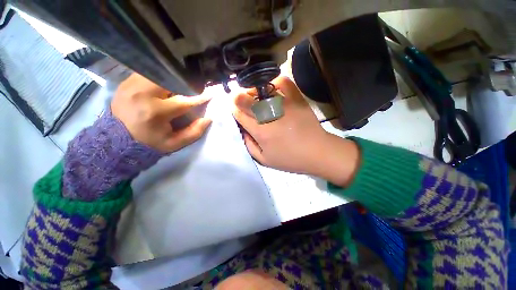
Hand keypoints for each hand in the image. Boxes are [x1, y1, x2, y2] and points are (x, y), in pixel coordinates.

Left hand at [111, 73, 211, 152]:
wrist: (116, 141)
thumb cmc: (149, 143)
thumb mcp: (174, 143)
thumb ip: (194, 132)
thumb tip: (207, 118)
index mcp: (155, 112)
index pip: (184, 100)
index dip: (199, 97)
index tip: (210, 93)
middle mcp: (142, 94)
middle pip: (171, 80)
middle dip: (184, 84)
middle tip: (190, 90)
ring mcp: (131, 85)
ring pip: (159, 74)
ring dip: (171, 80)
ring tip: (176, 89)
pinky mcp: (125, 82)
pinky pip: (148, 74)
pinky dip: (159, 78)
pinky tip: (162, 88)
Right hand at [232, 76, 359, 186]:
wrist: (317, 152)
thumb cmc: (290, 159)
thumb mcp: (265, 160)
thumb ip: (249, 145)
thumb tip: (243, 130)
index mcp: (261, 132)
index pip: (239, 113)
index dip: (233, 108)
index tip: (233, 107)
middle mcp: (269, 116)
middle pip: (246, 99)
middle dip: (238, 97)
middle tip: (240, 100)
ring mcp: (284, 105)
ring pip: (261, 90)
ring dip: (253, 91)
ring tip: (255, 96)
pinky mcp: (297, 99)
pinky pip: (284, 83)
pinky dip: (275, 82)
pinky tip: (272, 88)